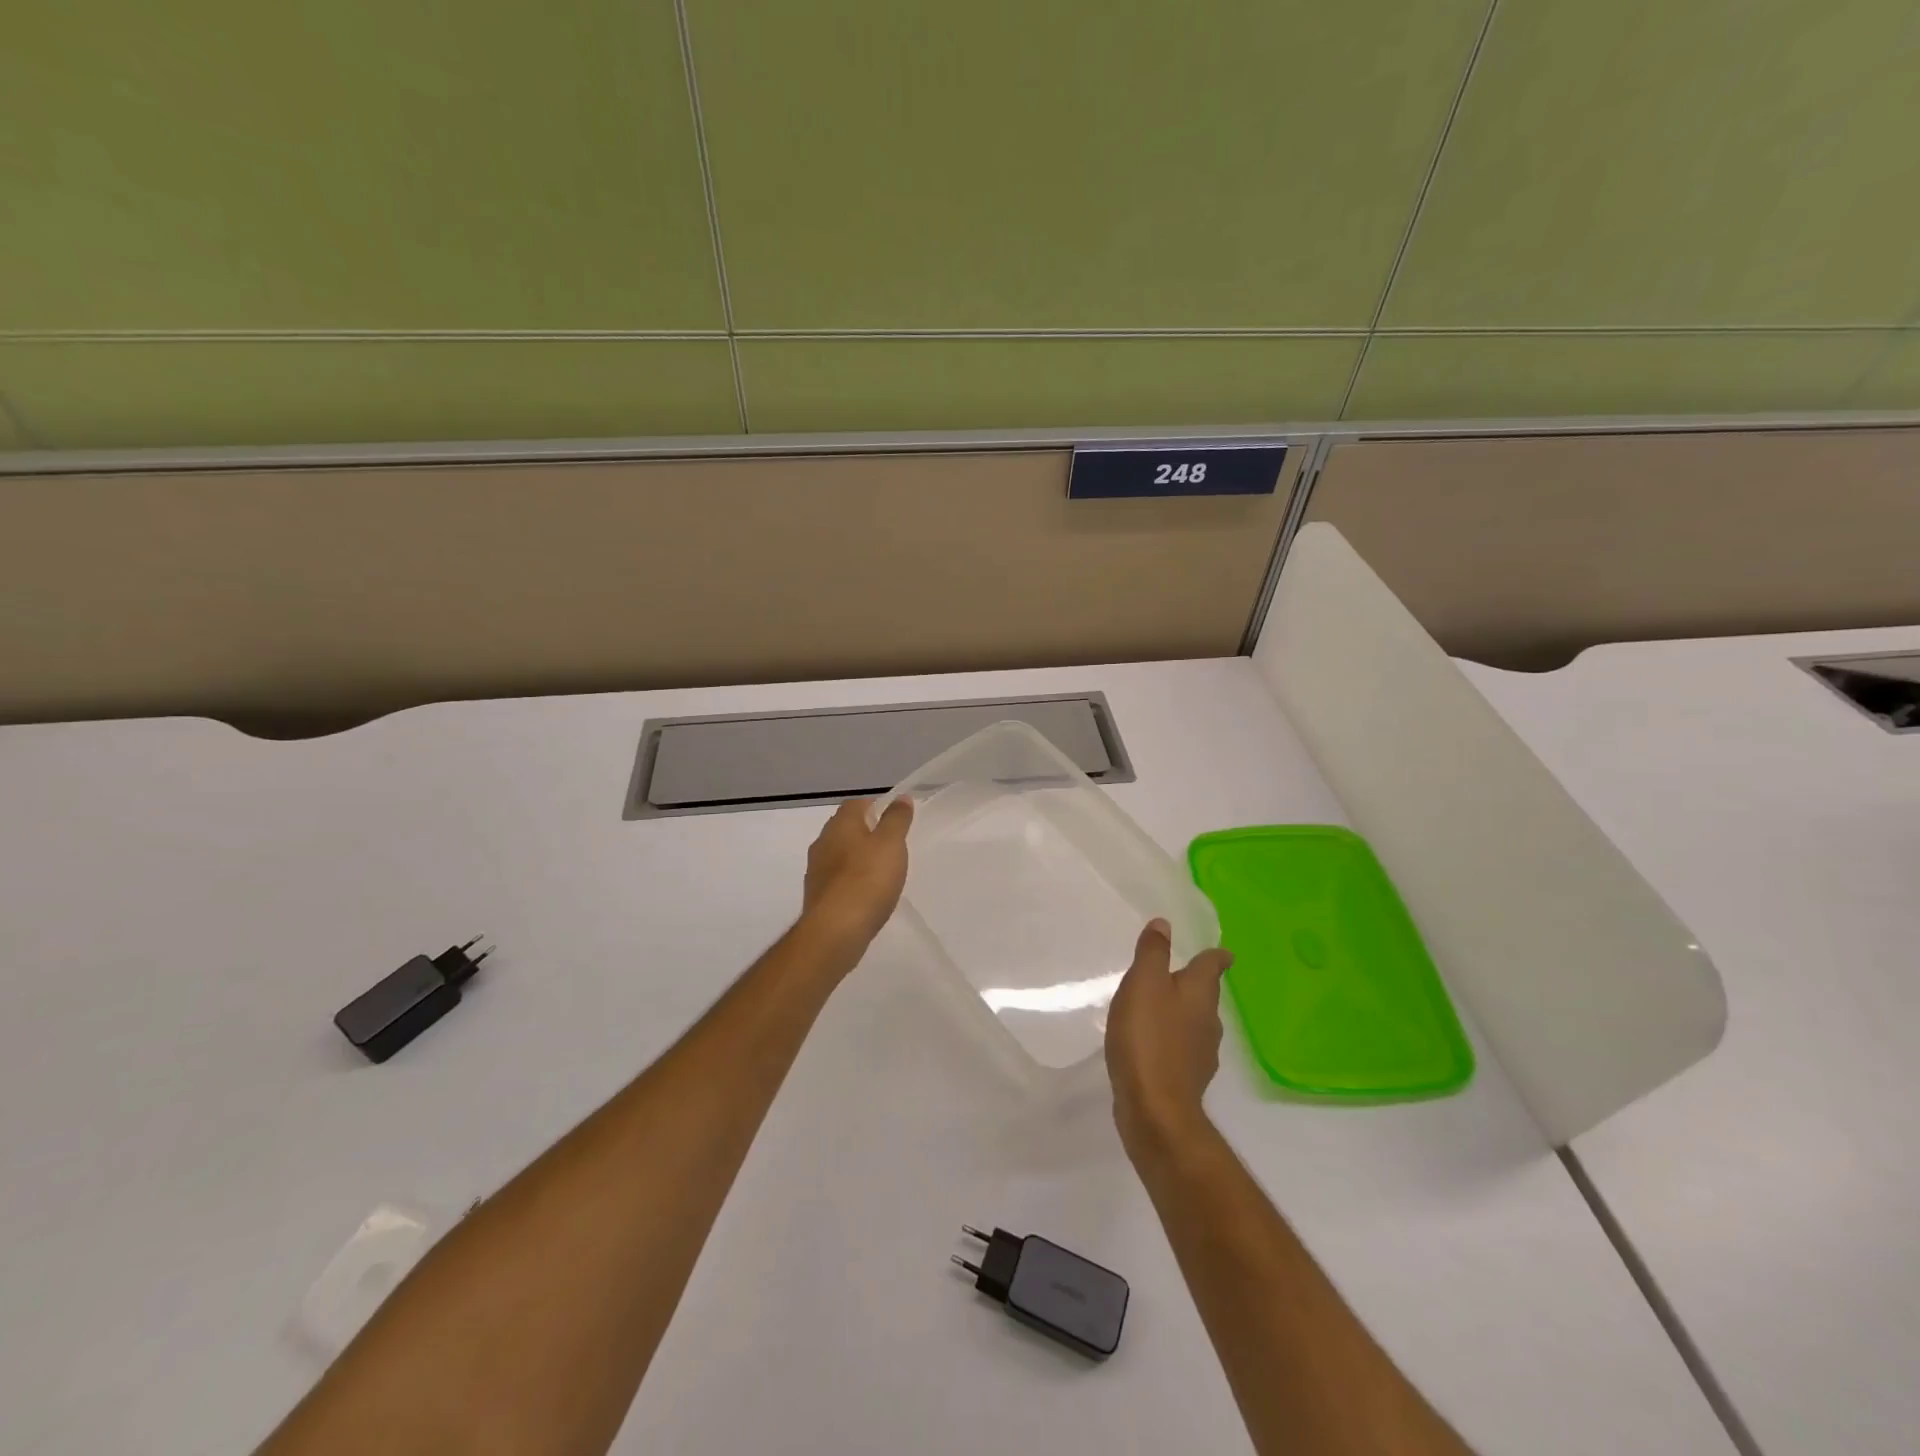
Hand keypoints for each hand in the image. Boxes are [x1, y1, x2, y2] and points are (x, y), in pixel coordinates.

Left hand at [801, 797, 913, 954]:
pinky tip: (866, 894)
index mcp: (840, 824)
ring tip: (881, 870)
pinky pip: (836, 879)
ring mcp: (816, 870)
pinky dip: (851, 880)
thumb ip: (896, 819)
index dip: (875, 806)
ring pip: (839, 854)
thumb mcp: (891, 844)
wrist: (835, 930)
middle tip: (891, 844)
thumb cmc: (867, 879)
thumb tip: (901, 797)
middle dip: (865, 832)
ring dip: (856, 857)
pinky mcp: (817, 895)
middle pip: (845, 828)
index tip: (894, 819)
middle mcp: (823, 842)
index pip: (856, 804)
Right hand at [1106, 919, 1232, 1157]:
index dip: (1215, 956)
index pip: (1213, 965)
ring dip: (1180, 1013)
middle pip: (1205, 995)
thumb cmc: (1148, 1037)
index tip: (1221, 952)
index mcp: (1200, 993)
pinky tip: (1152, 1045)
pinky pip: (1181, 1049)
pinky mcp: (1187, 1079)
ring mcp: (1201, 1053)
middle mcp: (1208, 1021)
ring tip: (1157, 1008)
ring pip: (1194, 1022)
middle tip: (1174, 975)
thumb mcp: (1143, 984)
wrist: (1155, 1109)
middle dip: (1193, 984)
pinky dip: (1171, 1041)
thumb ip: (1153, 953)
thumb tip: (1165, 924)